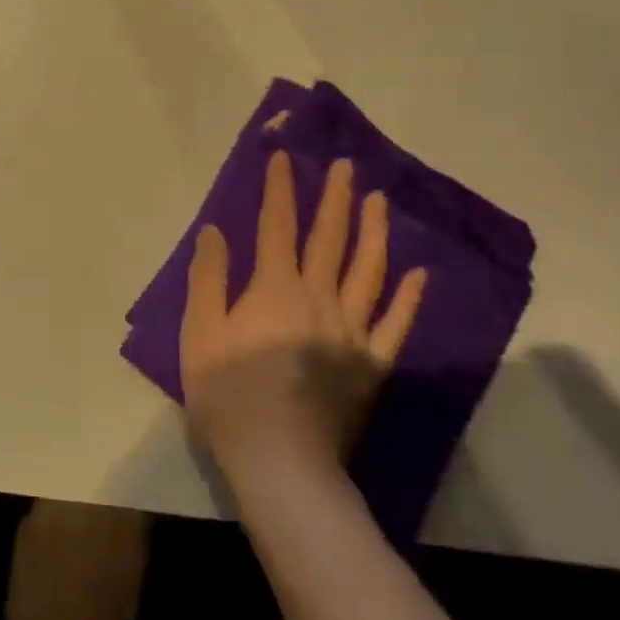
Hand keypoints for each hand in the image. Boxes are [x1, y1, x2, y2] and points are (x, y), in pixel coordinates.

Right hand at [181, 152, 425, 490]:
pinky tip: (420, 274)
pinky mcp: (373, 364)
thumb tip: (215, 230)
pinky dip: (410, 297)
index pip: (277, 226)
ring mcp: (352, 331)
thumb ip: (208, 278)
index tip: (284, 157)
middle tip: (347, 166)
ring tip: (379, 201)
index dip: (280, 189)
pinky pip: (396, 324)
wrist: (280, 462)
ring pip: (368, 271)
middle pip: (329, 238)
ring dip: (374, 232)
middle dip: (335, 198)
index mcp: (274, 289)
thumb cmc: (228, 395)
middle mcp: (318, 298)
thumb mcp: (200, 332)